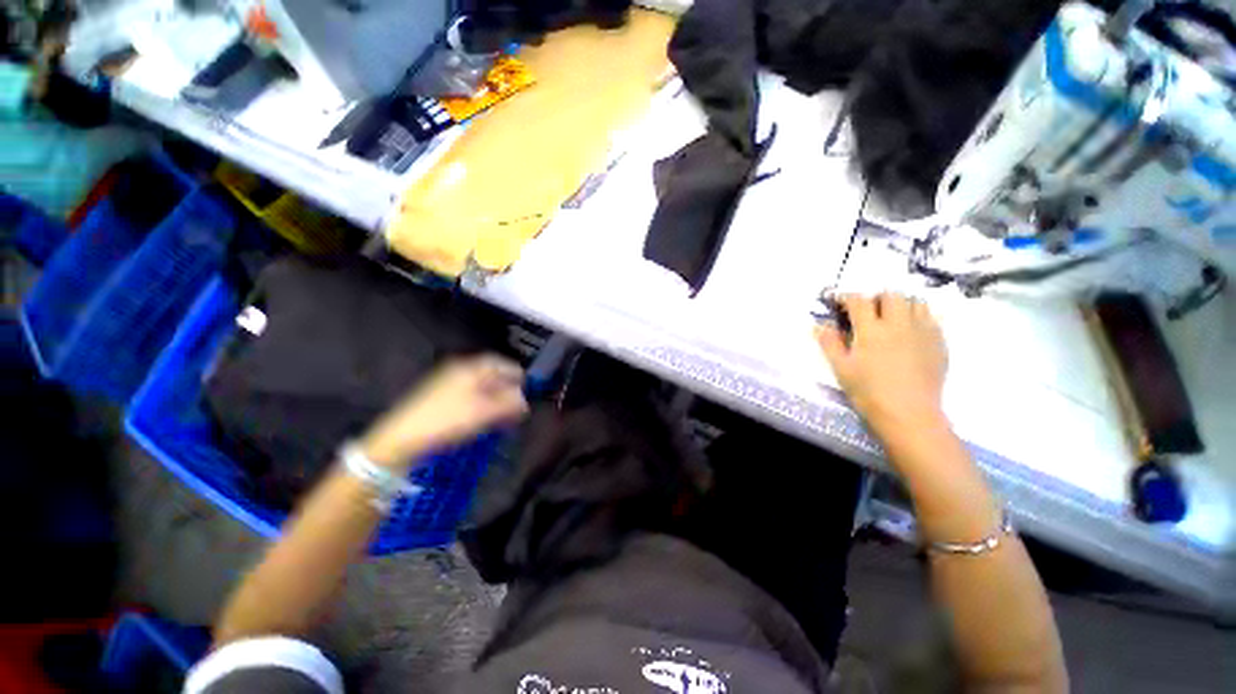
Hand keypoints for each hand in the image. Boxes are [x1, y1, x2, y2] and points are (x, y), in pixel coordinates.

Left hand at [360, 355, 528, 467]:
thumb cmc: (446, 420)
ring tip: (504, 413)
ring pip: (479, 385)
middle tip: (518, 404)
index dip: (516, 373)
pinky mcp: (439, 396)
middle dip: (506, 388)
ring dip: (495, 397)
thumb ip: (508, 403)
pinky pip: (468, 394)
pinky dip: (481, 403)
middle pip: (490, 374)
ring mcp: (447, 382)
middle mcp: (459, 370)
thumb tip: (524, 400)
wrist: (401, 438)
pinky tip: (484, 416)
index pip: (500, 363)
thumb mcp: (484, 412)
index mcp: (470, 367)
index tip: (527, 387)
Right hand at [815, 294, 948, 440]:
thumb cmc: (868, 392)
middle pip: (890, 294)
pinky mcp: (939, 342)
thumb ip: (829, 343)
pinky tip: (909, 333)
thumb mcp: (841, 368)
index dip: (846, 297)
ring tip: (891, 319)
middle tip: (868, 312)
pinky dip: (918, 318)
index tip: (839, 302)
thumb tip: (819, 325)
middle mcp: (899, 324)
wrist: (909, 414)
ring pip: (915, 302)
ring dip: (900, 305)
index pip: (858, 301)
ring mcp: (923, 331)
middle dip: (876, 298)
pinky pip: (931, 318)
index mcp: (871, 330)